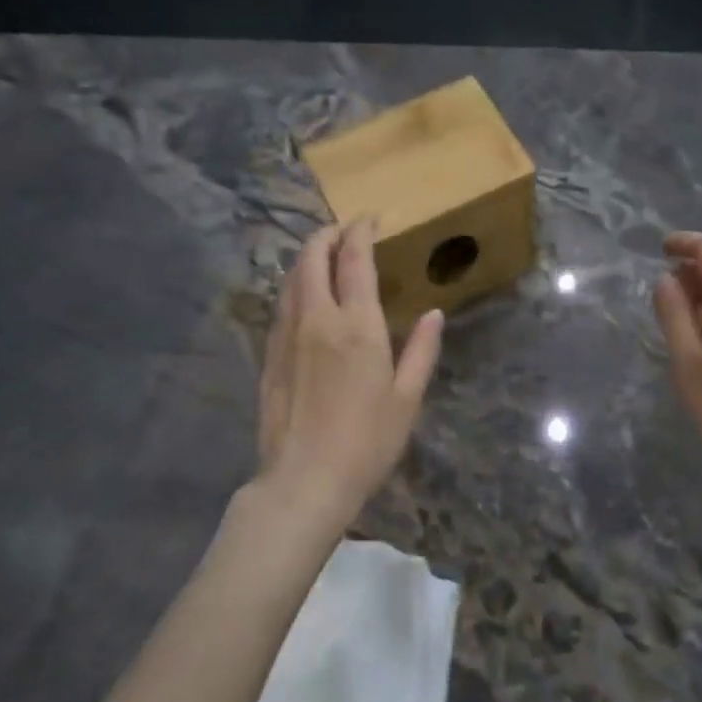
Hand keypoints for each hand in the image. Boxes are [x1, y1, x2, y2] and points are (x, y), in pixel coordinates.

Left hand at [255, 219, 442, 529]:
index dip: (360, 231)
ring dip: (308, 256)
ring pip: (291, 277)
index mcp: (357, 325)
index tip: (369, 219)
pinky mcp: (268, 354)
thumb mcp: (407, 398)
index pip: (354, 259)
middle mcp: (317, 318)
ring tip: (325, 255)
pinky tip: (305, 296)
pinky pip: (281, 304)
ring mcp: (286, 334)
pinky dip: (295, 285)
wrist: (303, 481)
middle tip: (345, 231)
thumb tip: (433, 314)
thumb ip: (421, 350)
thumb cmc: (366, 442)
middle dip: (328, 234)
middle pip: (313, 256)